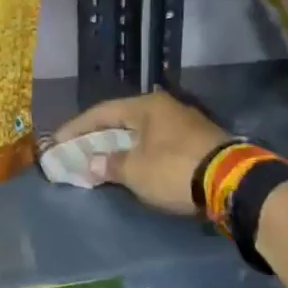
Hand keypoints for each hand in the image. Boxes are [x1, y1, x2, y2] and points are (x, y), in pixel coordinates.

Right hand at [53, 90, 229, 215]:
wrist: (232, 182)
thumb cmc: (174, 169)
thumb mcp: (135, 170)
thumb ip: (109, 164)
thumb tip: (91, 164)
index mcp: (146, 106)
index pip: (101, 112)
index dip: (75, 128)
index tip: (56, 142)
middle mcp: (165, 108)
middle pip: (122, 120)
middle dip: (97, 137)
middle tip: (76, 151)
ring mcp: (185, 124)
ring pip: (141, 133)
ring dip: (119, 147)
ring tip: (100, 161)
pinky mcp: (198, 142)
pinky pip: (157, 144)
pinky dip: (139, 154)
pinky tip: (132, 166)